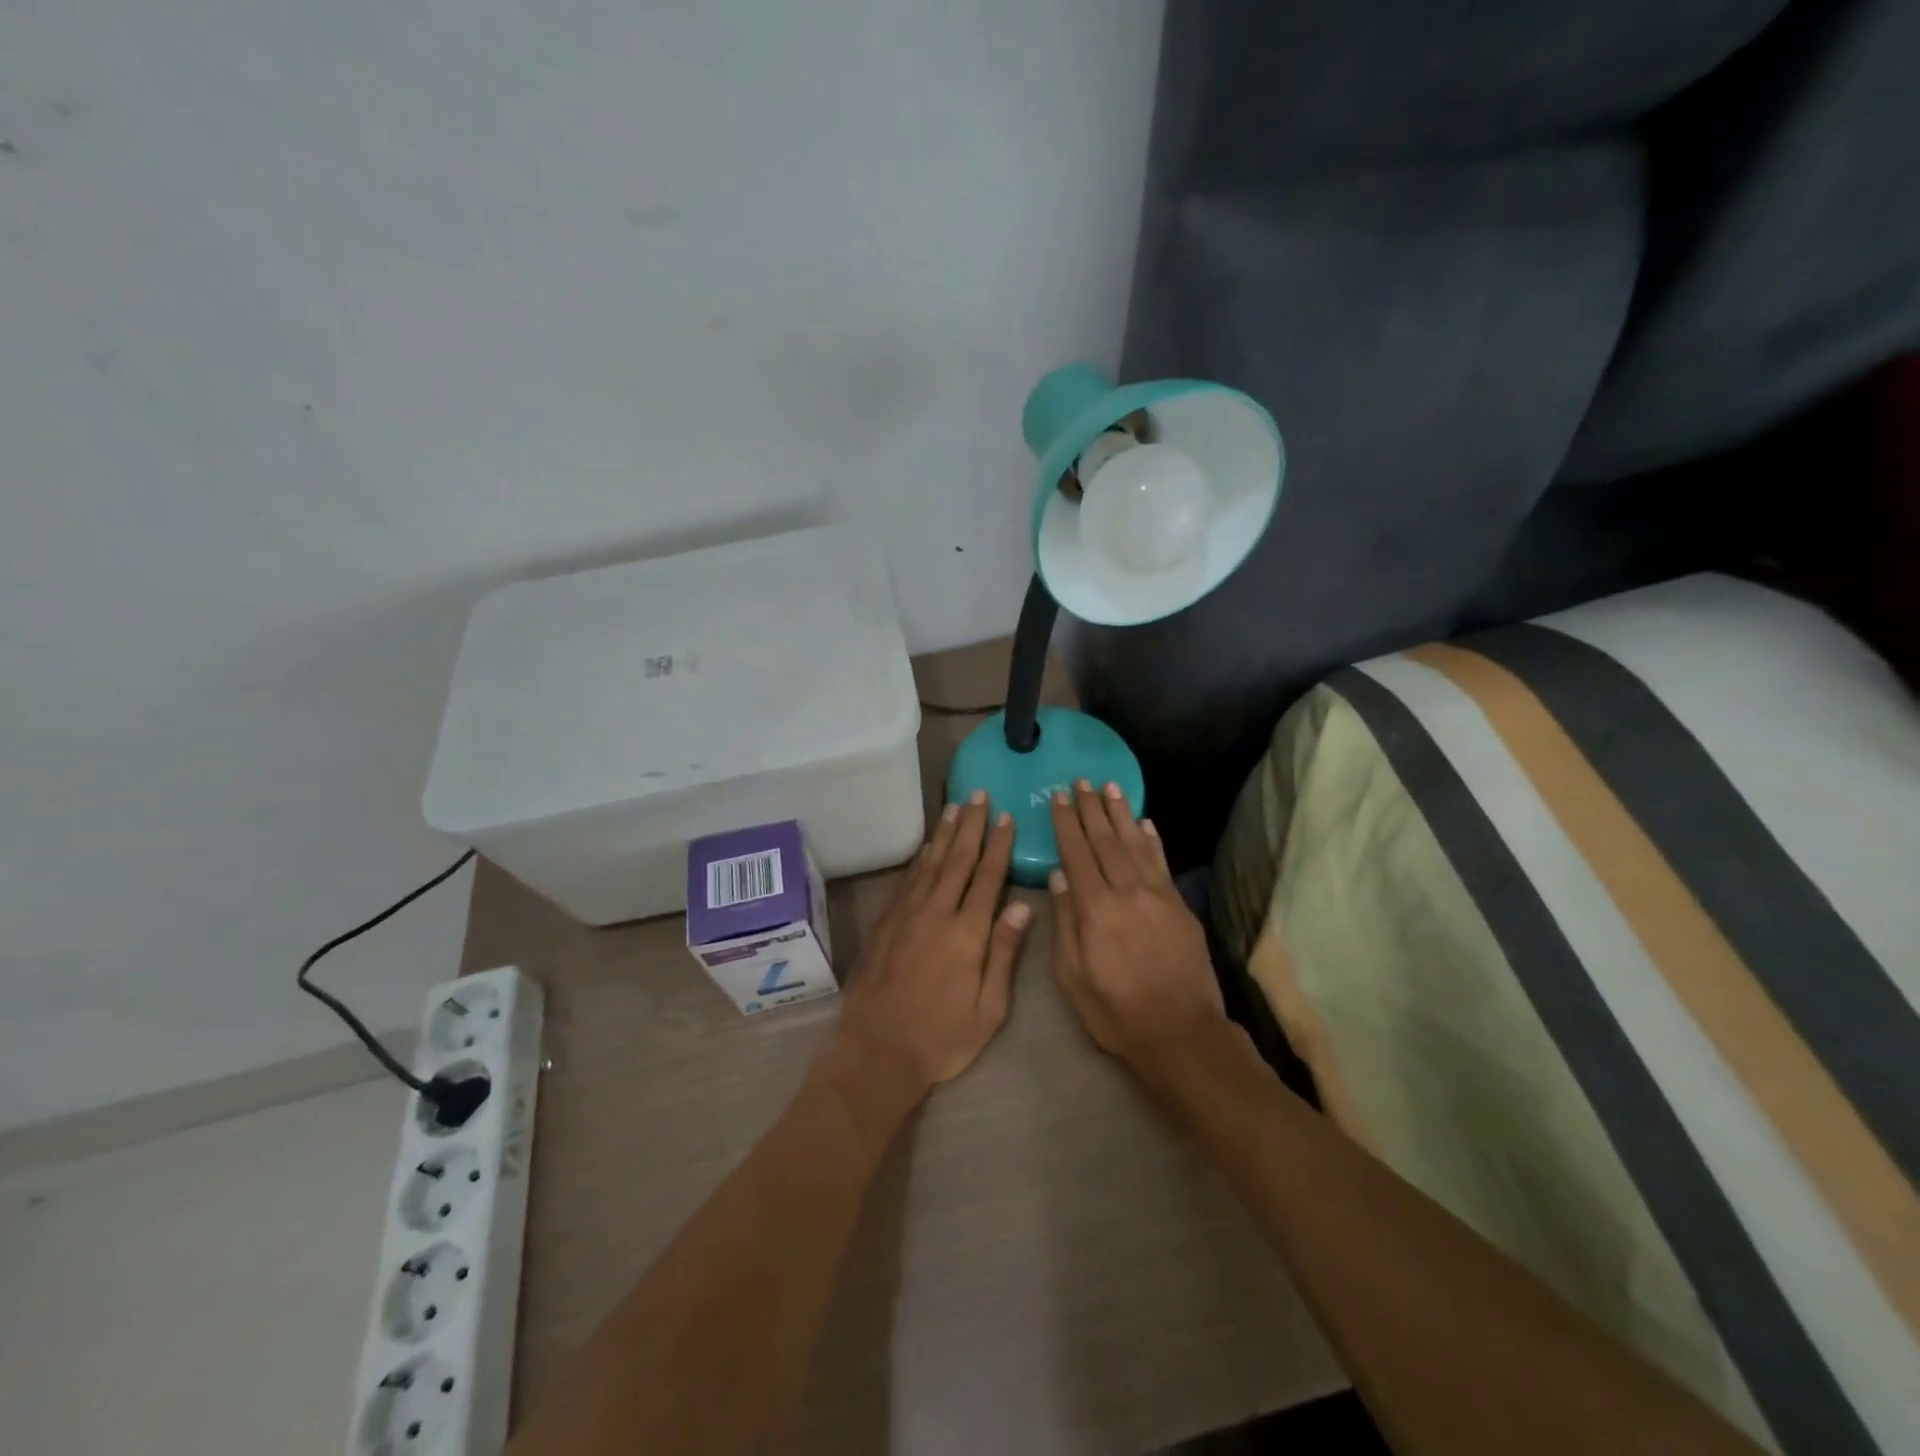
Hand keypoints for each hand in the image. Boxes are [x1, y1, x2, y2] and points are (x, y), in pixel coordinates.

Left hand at [827, 791, 1032, 1098]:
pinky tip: (928, 845)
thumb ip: (1004, 954)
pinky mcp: (887, 921)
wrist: (877, 1050)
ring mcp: (907, 914)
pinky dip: (922, 856)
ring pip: (931, 862)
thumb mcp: (989, 1009)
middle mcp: (937, 913)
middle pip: (958, 859)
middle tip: (979, 794)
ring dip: (945, 832)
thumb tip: (1022, 906)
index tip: (1006, 817)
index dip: (998, 845)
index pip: (987, 877)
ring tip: (956, 806)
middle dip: (971, 825)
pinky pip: (909, 878)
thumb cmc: (942, 1038)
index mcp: (967, 934)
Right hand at [1049, 781, 1226, 1069]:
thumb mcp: (1073, 976)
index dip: (1067, 824)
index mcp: (1095, 909)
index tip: (1059, 797)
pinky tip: (1144, 823)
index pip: (1077, 854)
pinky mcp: (1179, 905)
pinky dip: (1151, 840)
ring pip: (1134, 844)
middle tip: (1081, 781)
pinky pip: (1161, 863)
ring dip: (1121, 814)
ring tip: (1110, 787)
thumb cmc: (1115, 1011)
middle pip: (1105, 841)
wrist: (1180, 1032)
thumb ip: (1065, 923)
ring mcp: (1157, 896)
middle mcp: (1126, 892)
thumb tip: (1059, 877)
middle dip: (1091, 809)